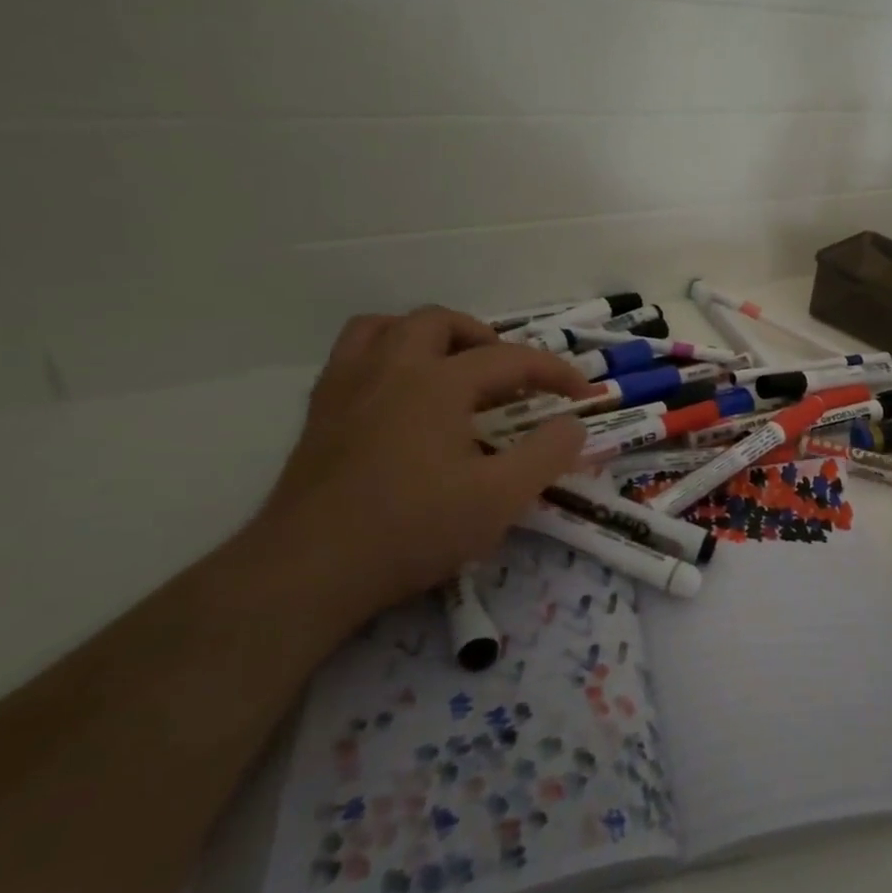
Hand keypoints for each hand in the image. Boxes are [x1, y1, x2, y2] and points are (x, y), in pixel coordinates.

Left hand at [251, 306, 588, 631]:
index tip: (582, 395)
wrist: (309, 570)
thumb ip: (547, 455)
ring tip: (451, 369)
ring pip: (384, 327)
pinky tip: (400, 397)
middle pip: (440, 322)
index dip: (554, 371)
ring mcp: (346, 388)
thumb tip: (573, 425)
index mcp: (437, 382)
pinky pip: (352, 357)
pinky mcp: (318, 415)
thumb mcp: (501, 498)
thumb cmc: (413, 528)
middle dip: (485, 339)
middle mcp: (389, 369)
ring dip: (426, 337)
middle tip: (509, 377)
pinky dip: (385, 358)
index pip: (509, 359)